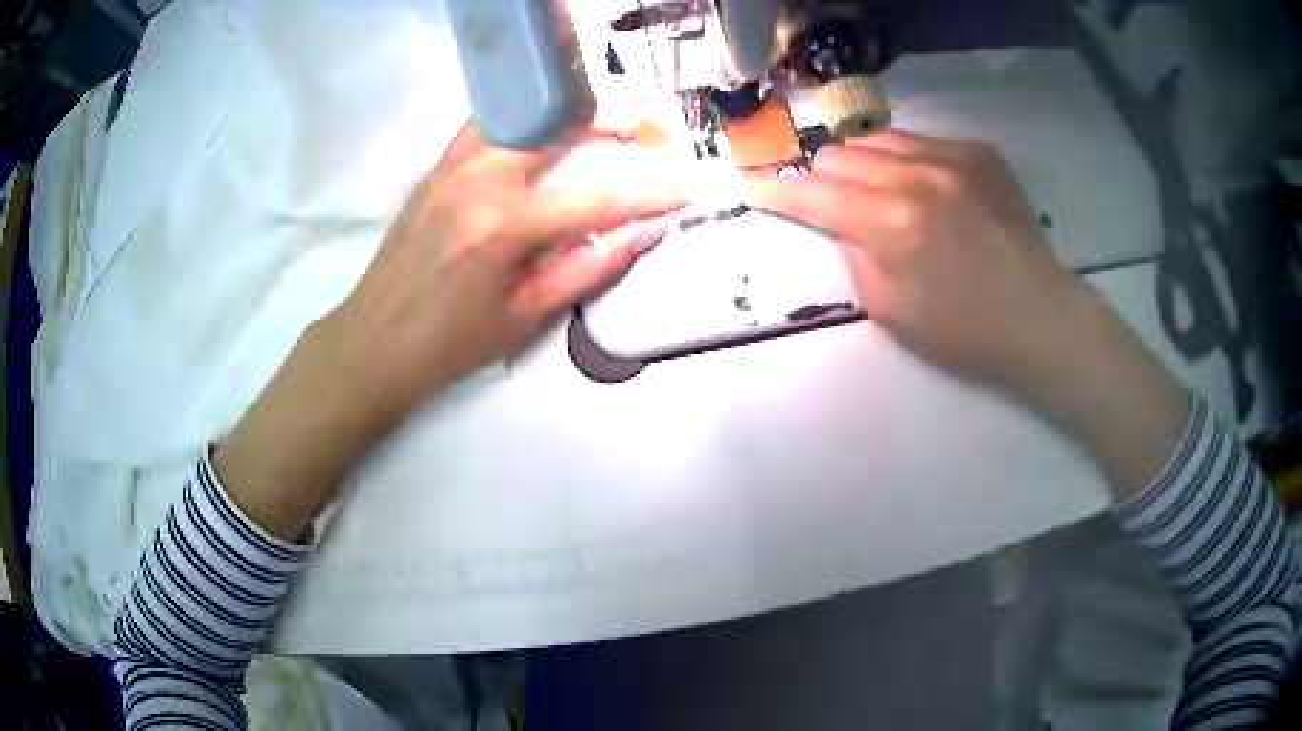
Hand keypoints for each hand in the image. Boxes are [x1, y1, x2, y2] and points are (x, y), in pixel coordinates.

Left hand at [320, 122, 683, 418]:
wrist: (372, 342)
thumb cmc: (450, 344)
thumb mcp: (526, 316)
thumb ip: (590, 266)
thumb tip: (647, 230)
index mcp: (502, 226)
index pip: (595, 197)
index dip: (648, 192)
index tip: (685, 186)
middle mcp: (476, 180)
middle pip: (554, 125)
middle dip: (606, 122)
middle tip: (639, 132)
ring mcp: (449, 166)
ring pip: (517, 112)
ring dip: (562, 112)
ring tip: (594, 124)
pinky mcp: (434, 168)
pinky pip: (485, 125)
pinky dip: (521, 119)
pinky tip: (539, 135)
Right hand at [746, 130, 1188, 498]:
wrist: (1041, 317)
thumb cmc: (965, 332)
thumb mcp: (891, 311)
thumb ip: (854, 254)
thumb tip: (841, 220)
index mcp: (892, 223)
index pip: (812, 192)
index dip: (775, 191)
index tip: (751, 187)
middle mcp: (917, 175)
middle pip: (838, 153)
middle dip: (824, 180)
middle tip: (835, 207)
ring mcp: (952, 156)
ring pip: (876, 138)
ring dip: (865, 165)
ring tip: (882, 196)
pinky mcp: (979, 151)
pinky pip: (920, 141)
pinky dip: (908, 163)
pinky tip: (930, 193)